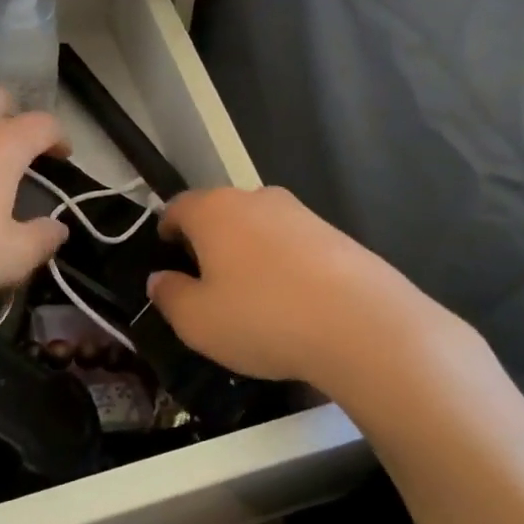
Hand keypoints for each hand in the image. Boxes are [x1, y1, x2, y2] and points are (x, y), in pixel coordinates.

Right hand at [146, 186, 463, 385]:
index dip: (166, 230)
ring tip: (251, 296)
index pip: (177, 207)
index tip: (166, 255)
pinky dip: (283, 265)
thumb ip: (169, 296)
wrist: (363, 325)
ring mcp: (300, 213)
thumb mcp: (197, 321)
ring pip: (259, 228)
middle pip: (219, 213)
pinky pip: (293, 245)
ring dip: (248, 253)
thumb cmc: (262, 317)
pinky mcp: (336, 235)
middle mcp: (255, 199)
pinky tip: (291, 302)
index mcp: (213, 210)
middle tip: (205, 281)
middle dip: (208, 241)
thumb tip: (159, 279)